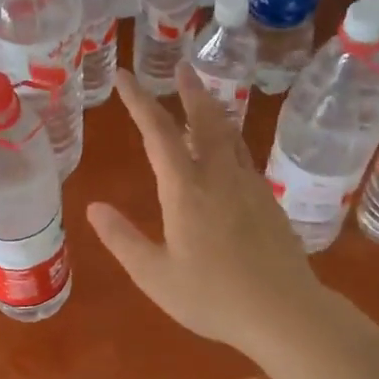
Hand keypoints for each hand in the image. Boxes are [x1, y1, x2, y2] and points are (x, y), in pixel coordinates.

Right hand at [87, 66, 328, 357]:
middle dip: (189, 90)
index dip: (138, 100)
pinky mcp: (267, 200)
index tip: (124, 76)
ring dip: (211, 110)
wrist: (284, 312)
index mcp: (186, 189)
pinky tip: (225, 152)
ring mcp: (249, 185)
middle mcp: (219, 176)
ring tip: (201, 97)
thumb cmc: (213, 296)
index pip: (157, 132)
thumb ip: (122, 239)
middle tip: (181, 66)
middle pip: (204, 119)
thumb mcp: (155, 275)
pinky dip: (227, 139)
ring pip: (228, 134)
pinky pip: (242, 155)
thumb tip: (93, 207)